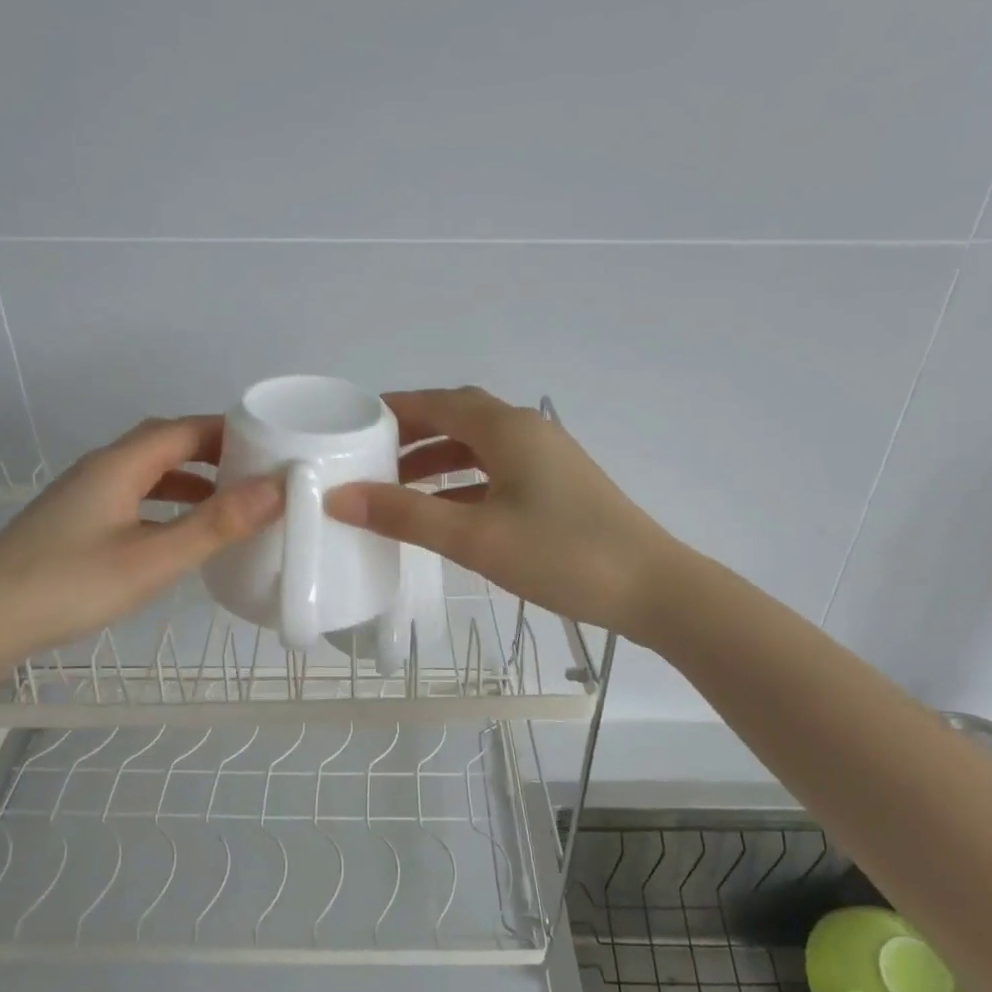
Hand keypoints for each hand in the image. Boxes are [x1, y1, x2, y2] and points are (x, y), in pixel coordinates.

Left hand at [0, 416, 279, 667]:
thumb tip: (277, 488)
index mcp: (120, 464)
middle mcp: (101, 470)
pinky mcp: (75, 526)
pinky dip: (167, 505)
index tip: (275, 445)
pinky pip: (134, 499)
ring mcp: (84, 498)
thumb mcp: (153, 559)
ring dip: (191, 480)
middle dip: (215, 453)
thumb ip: (215, 524)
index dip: (231, 431)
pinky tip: (179, 535)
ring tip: (231, 502)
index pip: (185, 428)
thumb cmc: (68, 586)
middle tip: (259, 473)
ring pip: (148, 474)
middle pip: (165, 444)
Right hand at [326, 387, 679, 640]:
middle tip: (367, 460)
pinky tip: (444, 512)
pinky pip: (496, 472)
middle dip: (410, 436)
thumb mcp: (474, 537)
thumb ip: (406, 515)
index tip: (350, 427)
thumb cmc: (561, 555)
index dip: (391, 410)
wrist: (652, 589)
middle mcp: (526, 430)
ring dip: (436, 461)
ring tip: (395, 489)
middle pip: (456, 419)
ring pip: (477, 448)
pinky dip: (463, 483)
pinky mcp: (556, 487)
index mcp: (506, 428)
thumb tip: (339, 497)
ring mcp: (546, 458)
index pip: (435, 402)